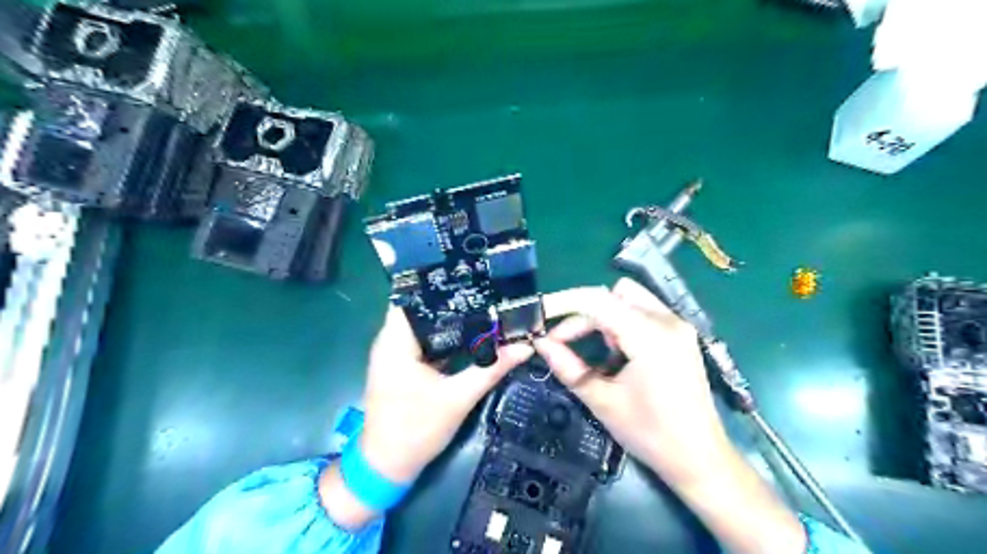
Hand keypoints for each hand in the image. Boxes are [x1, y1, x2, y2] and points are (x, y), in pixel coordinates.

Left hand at [359, 304, 535, 483]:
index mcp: (396, 341)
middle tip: (487, 291)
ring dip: (450, 318)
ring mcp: (394, 353)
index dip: (443, 286)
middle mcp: (390, 340)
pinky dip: (445, 335)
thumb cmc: (416, 430)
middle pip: (422, 308)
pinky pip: (424, 340)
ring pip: (424, 324)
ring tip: (483, 305)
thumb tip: (524, 347)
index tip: (473, 279)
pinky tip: (470, 333)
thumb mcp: (458, 398)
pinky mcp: (402, 364)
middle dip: (453, 300)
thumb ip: (491, 369)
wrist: (387, 466)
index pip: (415, 297)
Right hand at [533, 279, 730, 486]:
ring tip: (597, 351)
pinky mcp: (681, 334)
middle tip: (565, 342)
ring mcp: (678, 325)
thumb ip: (568, 367)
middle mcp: (668, 321)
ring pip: (630, 298)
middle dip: (585, 313)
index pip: (598, 301)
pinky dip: (623, 322)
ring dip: (605, 316)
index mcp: (650, 337)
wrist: (700, 458)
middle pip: (615, 294)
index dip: (565, 304)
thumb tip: (540, 343)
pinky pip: (644, 311)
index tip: (541, 319)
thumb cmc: (650, 434)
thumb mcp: (602, 401)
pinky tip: (619, 353)